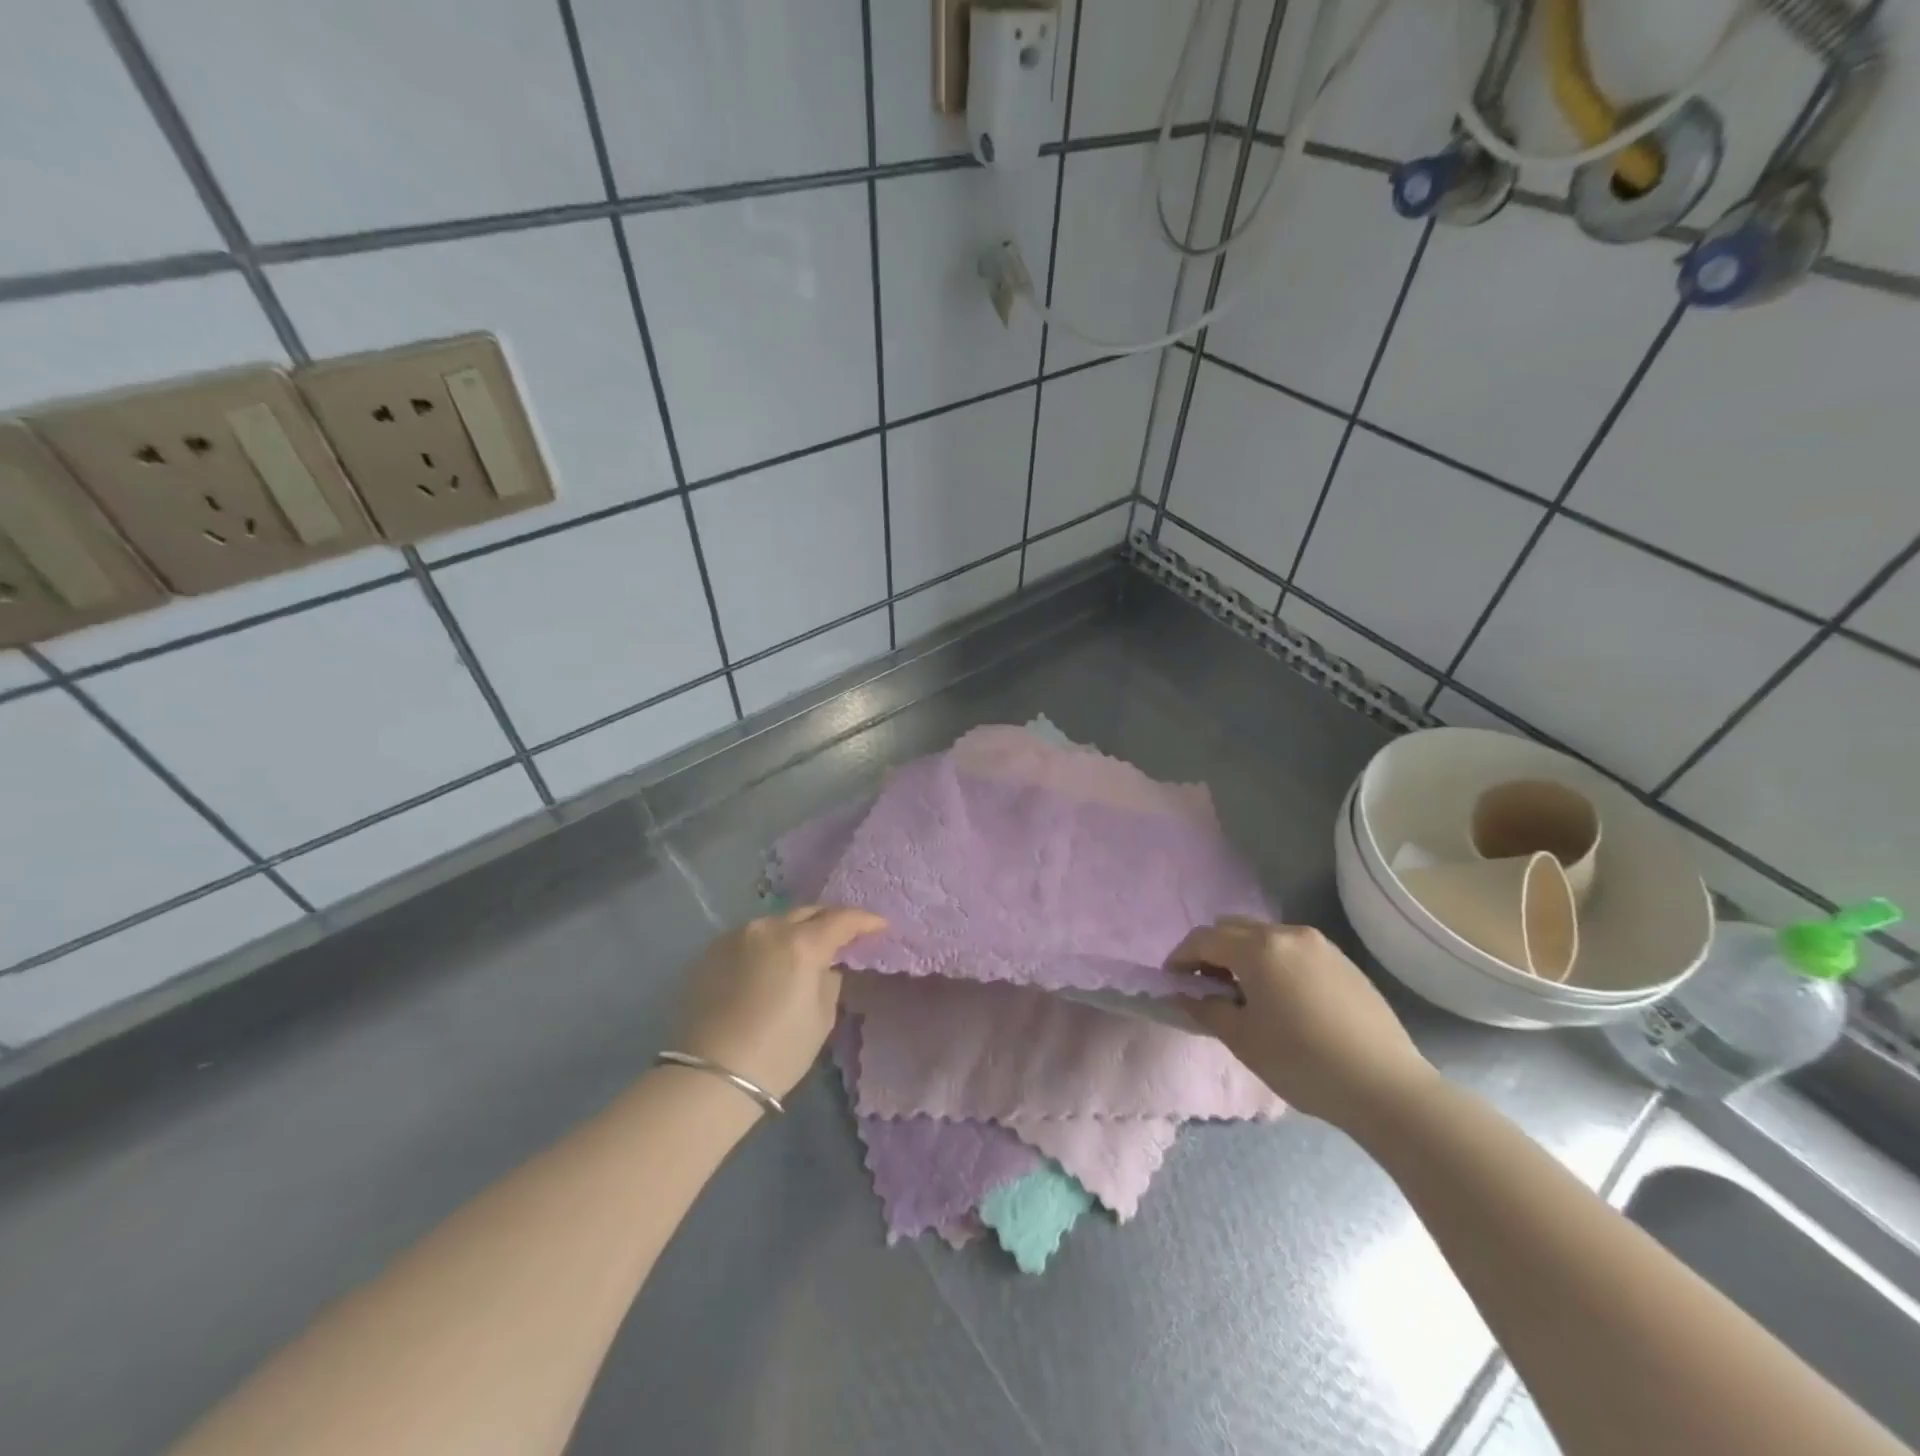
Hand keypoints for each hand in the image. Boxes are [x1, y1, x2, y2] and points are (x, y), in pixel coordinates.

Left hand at [676, 905, 886, 1098]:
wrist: (710, 1077)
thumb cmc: (778, 1052)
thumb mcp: (821, 1018)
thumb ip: (829, 981)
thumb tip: (825, 966)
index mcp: (801, 944)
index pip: (841, 919)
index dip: (864, 920)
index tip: (879, 926)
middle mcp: (768, 929)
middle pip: (806, 912)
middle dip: (828, 920)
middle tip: (842, 935)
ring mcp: (735, 936)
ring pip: (775, 923)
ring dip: (794, 931)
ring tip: (803, 949)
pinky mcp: (710, 951)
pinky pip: (749, 938)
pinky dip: (766, 945)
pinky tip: (768, 964)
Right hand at [1168, 916, 1433, 1128]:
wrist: (1387, 1087)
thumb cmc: (1303, 1063)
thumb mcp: (1243, 1040)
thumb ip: (1206, 1009)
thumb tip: (1184, 995)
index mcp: (1258, 948)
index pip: (1203, 938)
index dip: (1180, 957)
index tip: (1172, 982)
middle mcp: (1287, 934)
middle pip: (1233, 928)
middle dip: (1211, 951)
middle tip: (1206, 986)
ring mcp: (1320, 944)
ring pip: (1264, 936)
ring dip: (1243, 955)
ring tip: (1245, 995)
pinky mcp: (1343, 961)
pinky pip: (1292, 949)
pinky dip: (1273, 962)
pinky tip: (1282, 999)